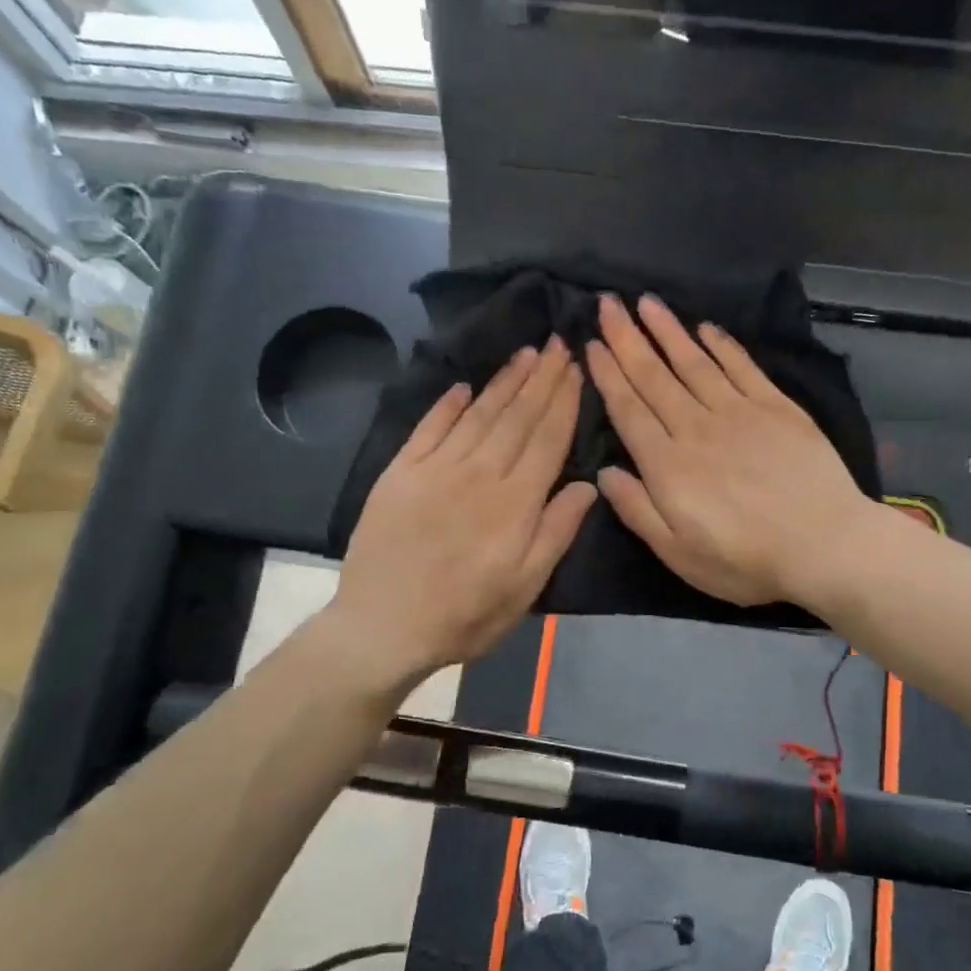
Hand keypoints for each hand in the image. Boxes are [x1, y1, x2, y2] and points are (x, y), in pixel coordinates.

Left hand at [326, 339, 594, 697]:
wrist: (382, 627)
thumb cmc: (465, 616)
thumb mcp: (525, 587)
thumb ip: (557, 531)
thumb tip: (589, 484)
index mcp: (515, 502)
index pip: (547, 438)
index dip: (564, 401)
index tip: (576, 368)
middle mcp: (478, 473)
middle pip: (517, 417)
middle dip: (541, 378)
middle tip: (557, 343)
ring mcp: (435, 469)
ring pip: (479, 414)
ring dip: (504, 381)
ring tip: (525, 353)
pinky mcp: (400, 473)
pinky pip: (429, 427)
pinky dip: (447, 404)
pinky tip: (464, 386)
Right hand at [586, 294, 875, 608]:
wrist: (826, 545)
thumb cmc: (746, 560)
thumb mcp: (678, 555)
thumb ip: (637, 511)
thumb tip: (604, 472)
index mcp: (668, 465)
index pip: (629, 410)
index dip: (608, 375)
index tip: (592, 344)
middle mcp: (697, 428)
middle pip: (655, 377)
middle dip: (627, 339)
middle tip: (607, 304)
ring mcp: (739, 412)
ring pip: (694, 362)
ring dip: (668, 331)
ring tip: (646, 302)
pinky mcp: (777, 408)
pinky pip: (742, 367)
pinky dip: (722, 345)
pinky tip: (705, 328)